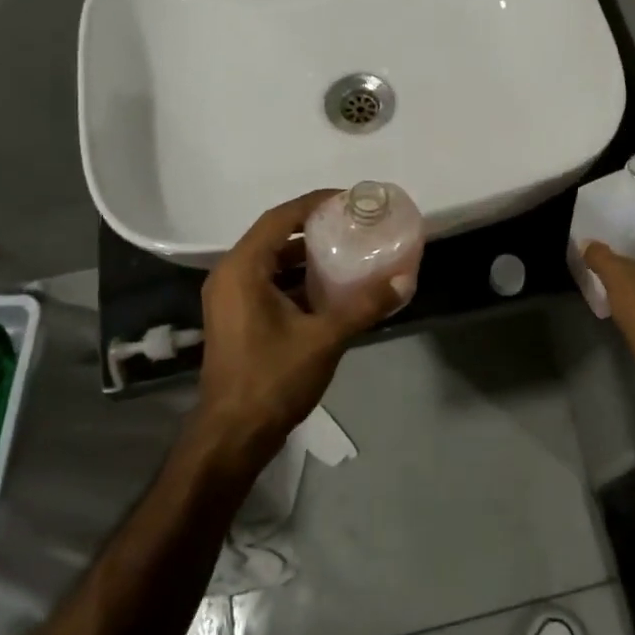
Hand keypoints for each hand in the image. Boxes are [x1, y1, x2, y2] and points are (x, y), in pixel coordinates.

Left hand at [193, 189, 399, 465]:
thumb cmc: (273, 379)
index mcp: (242, 270)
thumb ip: (364, 305)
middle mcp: (230, 276)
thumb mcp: (325, 338)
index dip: (313, 204)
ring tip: (346, 250)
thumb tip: (404, 279)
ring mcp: (230, 299)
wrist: (233, 435)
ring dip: (305, 255)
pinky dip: (296, 279)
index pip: (279, 219)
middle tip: (351, 224)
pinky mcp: (237, 319)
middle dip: (313, 228)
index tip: (347, 199)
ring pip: (271, 262)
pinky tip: (329, 288)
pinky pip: (268, 283)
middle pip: (274, 236)